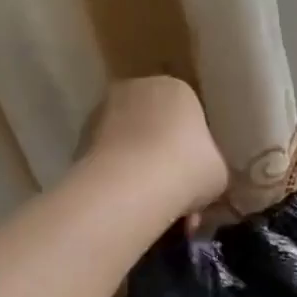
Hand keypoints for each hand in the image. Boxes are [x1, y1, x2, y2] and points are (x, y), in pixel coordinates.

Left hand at [84, 76, 229, 216]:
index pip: (189, 115)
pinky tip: (131, 207)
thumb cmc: (188, 168)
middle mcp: (137, 89)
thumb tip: (200, 176)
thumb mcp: (218, 170)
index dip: (194, 148)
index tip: (196, 175)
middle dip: (164, 159)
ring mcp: (103, 112)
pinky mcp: (78, 140)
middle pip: (156, 127)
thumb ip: (209, 165)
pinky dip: (118, 180)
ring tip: (153, 208)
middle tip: (176, 194)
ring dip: (140, 172)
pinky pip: (109, 161)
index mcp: (177, 88)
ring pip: (130, 145)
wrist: (132, 187)